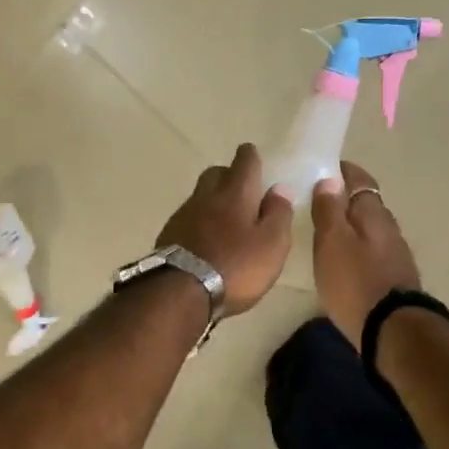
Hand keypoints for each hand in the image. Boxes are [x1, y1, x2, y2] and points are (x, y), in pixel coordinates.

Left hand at [154, 144, 293, 314]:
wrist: (181, 291)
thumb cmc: (236, 267)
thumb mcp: (272, 245)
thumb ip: (278, 214)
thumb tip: (279, 188)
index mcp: (236, 193)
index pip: (245, 161)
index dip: (251, 157)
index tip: (254, 157)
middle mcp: (207, 196)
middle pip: (216, 173)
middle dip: (229, 175)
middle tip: (242, 191)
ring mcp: (184, 214)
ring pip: (200, 195)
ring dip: (213, 200)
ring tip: (226, 220)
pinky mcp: (169, 233)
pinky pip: (188, 217)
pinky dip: (199, 221)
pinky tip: (206, 239)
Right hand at [313, 161, 421, 348]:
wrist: (392, 331)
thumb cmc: (355, 281)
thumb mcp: (332, 241)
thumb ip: (329, 209)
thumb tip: (330, 179)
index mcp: (373, 212)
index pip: (360, 178)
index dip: (342, 170)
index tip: (322, 168)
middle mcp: (388, 227)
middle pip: (365, 203)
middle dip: (344, 198)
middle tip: (316, 200)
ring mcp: (395, 253)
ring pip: (369, 228)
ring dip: (350, 225)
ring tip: (325, 230)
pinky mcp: (394, 276)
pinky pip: (372, 250)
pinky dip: (356, 247)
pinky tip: (342, 259)